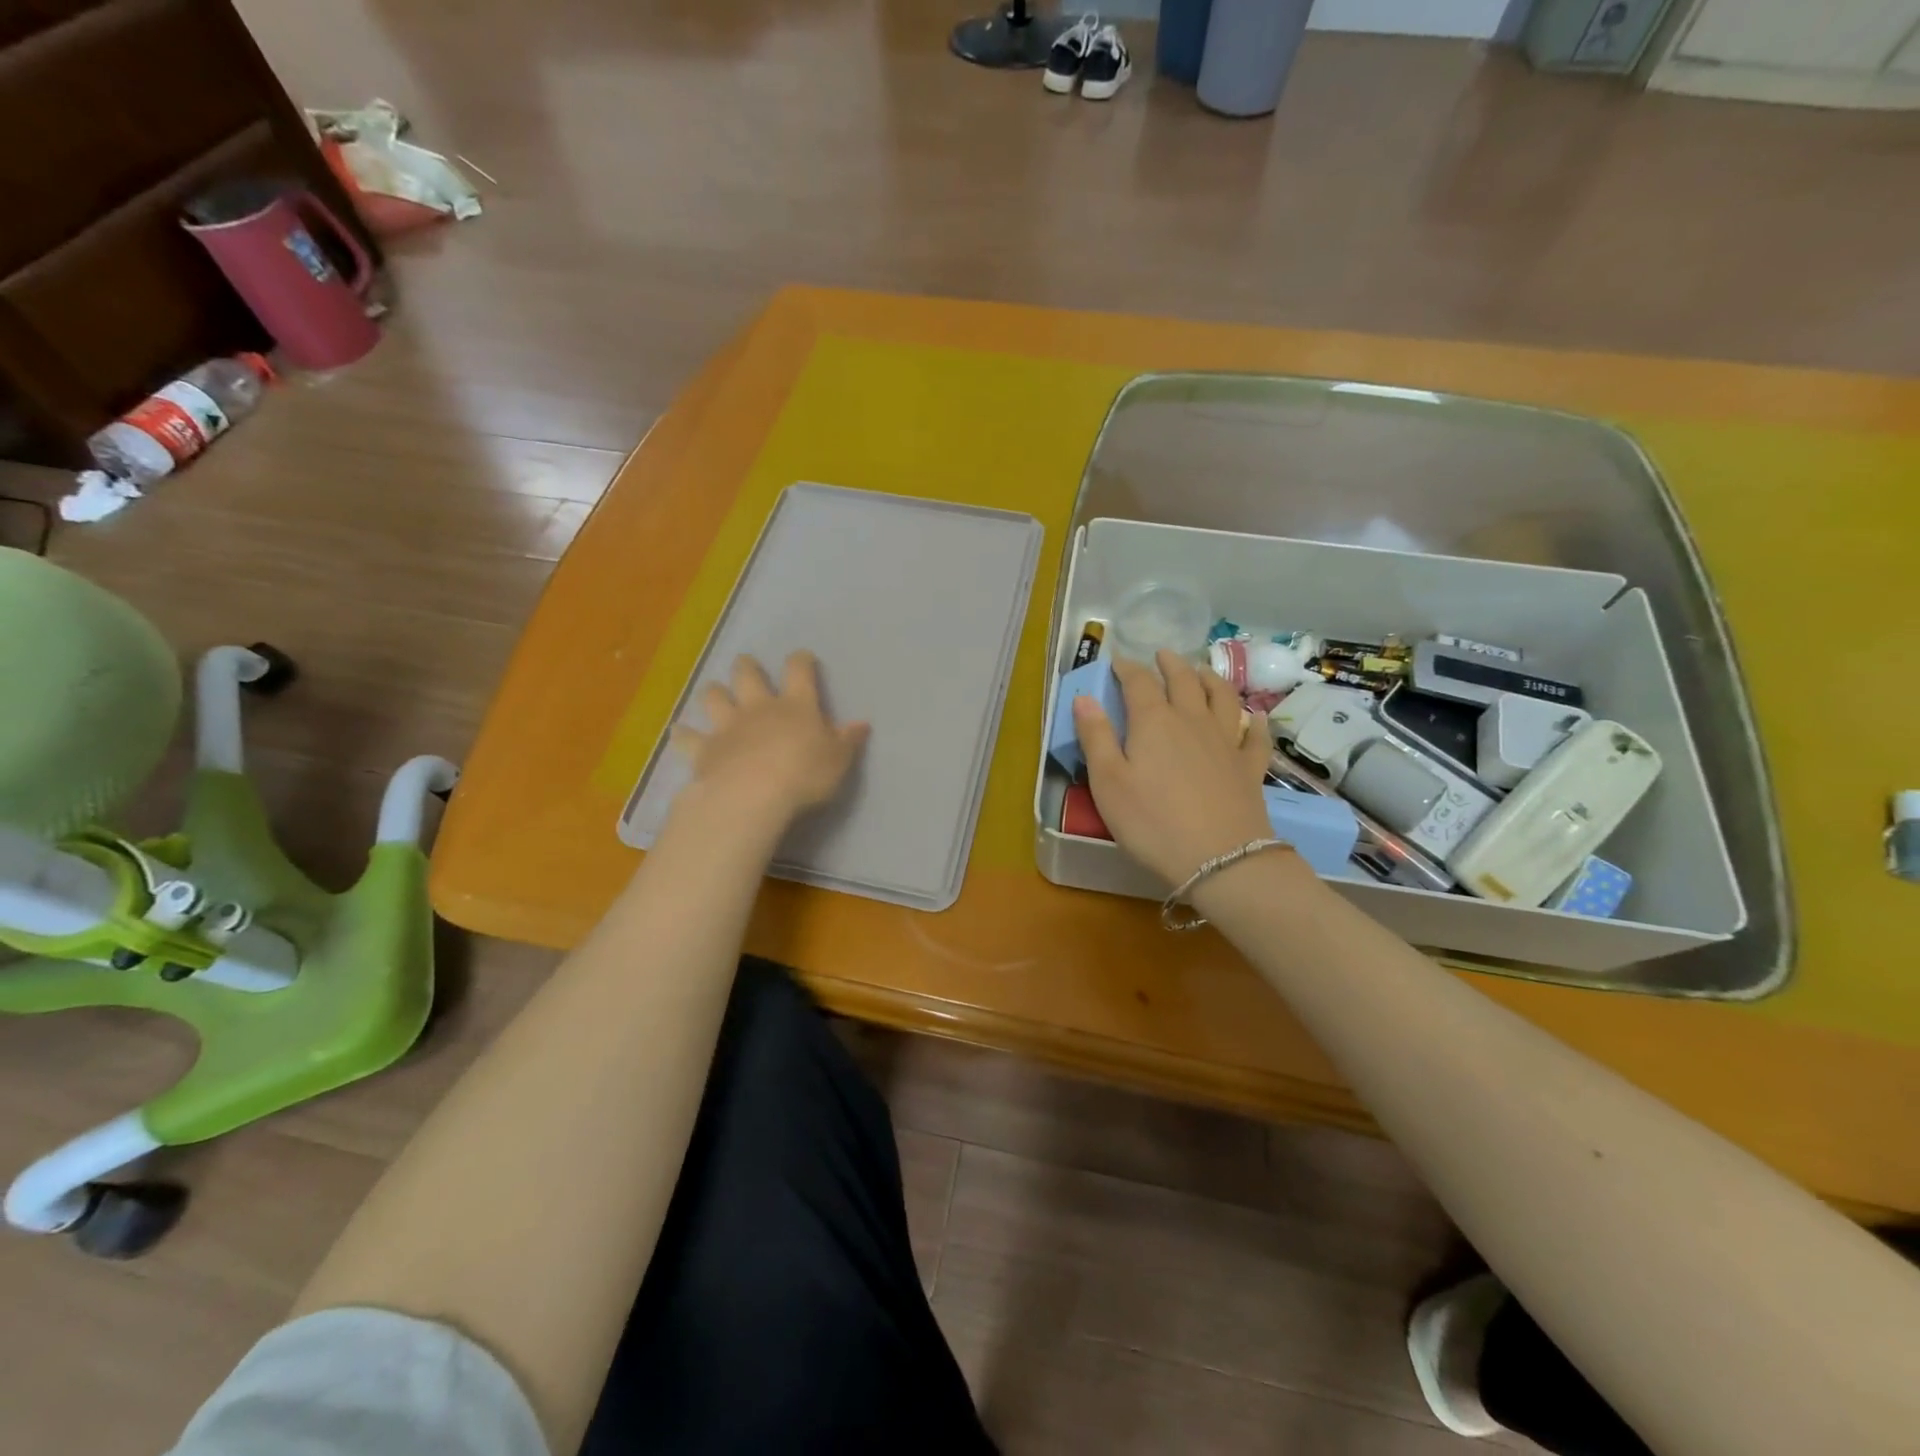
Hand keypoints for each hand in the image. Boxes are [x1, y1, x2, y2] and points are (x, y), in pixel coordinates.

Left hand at [672, 652, 868, 827]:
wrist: (753, 795)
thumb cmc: (804, 775)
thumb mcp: (838, 760)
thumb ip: (848, 740)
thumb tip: (862, 724)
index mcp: (796, 705)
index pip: (799, 672)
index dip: (801, 661)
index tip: (803, 657)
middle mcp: (759, 707)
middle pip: (748, 676)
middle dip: (746, 667)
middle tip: (745, 663)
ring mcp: (728, 726)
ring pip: (715, 698)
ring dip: (714, 692)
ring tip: (714, 691)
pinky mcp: (704, 749)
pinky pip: (688, 736)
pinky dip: (682, 733)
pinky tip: (677, 730)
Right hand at [1073, 651, 1274, 885]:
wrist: (1219, 858)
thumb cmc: (1151, 821)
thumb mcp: (1107, 781)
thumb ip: (1095, 736)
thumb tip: (1084, 696)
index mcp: (1154, 721)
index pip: (1138, 682)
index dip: (1127, 668)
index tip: (1118, 662)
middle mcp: (1193, 720)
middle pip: (1184, 680)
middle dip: (1170, 664)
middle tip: (1162, 656)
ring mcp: (1226, 742)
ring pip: (1222, 697)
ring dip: (1211, 679)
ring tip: (1202, 672)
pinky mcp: (1249, 767)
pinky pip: (1255, 736)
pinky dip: (1253, 722)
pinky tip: (1253, 717)